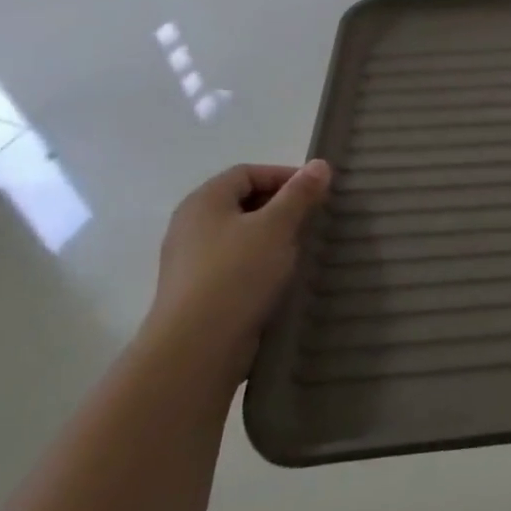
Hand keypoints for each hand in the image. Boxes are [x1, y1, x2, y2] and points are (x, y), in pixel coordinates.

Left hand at [146, 160, 331, 387]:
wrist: (196, 346)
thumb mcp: (277, 226)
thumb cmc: (237, 273)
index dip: (284, 175)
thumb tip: (320, 164)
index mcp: (204, 201)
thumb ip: (300, 194)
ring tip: (304, 248)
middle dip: (281, 206)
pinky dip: (261, 263)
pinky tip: (282, 278)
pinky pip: (235, 264)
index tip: (317, 191)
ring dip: (273, 237)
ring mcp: (191, 261)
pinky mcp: (198, 292)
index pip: (247, 173)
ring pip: (240, 235)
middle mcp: (191, 225)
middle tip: (314, 218)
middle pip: (242, 202)